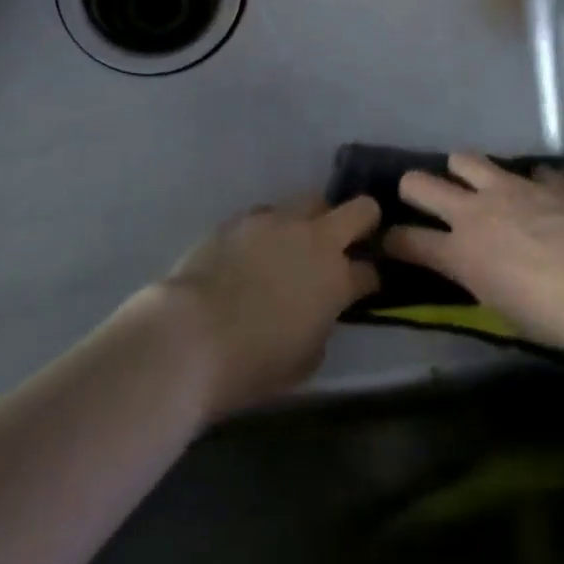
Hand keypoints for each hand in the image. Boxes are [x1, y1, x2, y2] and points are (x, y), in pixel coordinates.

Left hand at [157, 195, 380, 417]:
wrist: (191, 335)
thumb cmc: (253, 362)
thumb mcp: (306, 360)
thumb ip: (323, 325)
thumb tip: (319, 311)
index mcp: (338, 279)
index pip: (372, 270)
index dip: (371, 279)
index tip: (363, 288)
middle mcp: (316, 240)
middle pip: (361, 210)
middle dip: (364, 222)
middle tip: (349, 242)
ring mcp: (278, 222)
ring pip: (312, 201)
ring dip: (314, 220)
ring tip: (296, 243)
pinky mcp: (242, 218)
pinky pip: (268, 213)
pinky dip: (271, 228)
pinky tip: (256, 248)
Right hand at [386, 153, 563, 350]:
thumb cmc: (550, 316)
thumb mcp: (500, 307)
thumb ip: (478, 277)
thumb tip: (476, 267)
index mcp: (459, 252)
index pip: (405, 240)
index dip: (391, 240)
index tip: (391, 242)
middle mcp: (475, 212)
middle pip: (419, 183)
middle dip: (412, 188)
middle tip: (421, 197)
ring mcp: (510, 189)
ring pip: (465, 159)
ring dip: (464, 171)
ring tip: (476, 183)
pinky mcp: (546, 181)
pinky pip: (528, 171)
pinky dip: (529, 183)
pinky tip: (540, 196)